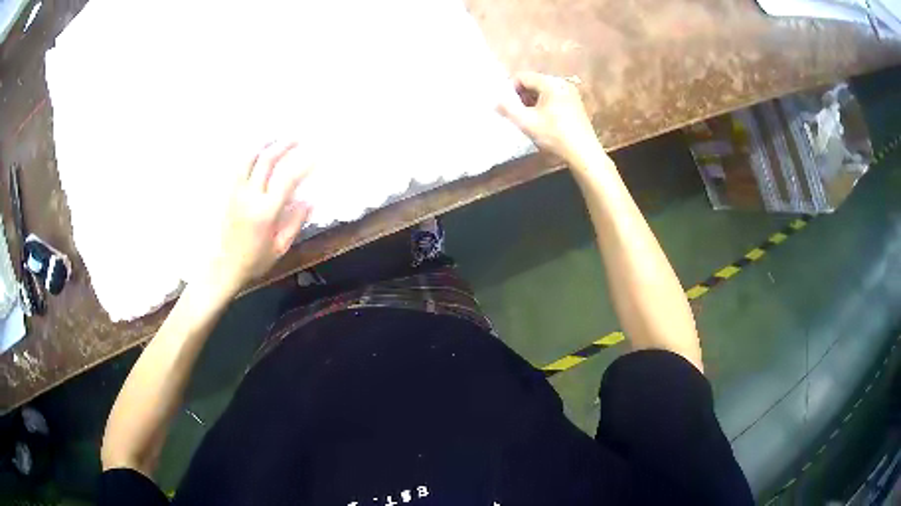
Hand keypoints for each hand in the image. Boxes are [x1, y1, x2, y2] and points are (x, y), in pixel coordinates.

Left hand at [204, 141, 313, 296]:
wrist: (223, 267)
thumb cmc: (254, 261)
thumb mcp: (280, 247)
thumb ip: (295, 222)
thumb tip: (309, 200)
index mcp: (265, 212)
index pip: (287, 179)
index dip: (304, 164)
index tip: (316, 155)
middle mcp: (249, 196)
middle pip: (267, 160)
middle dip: (285, 145)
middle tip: (299, 137)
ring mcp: (236, 192)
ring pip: (249, 157)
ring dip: (264, 143)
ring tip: (277, 136)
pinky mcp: (228, 193)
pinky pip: (238, 166)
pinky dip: (249, 153)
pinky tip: (257, 149)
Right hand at [497, 72, 605, 167]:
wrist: (584, 153)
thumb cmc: (555, 136)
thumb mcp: (527, 122)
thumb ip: (507, 109)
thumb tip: (495, 101)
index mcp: (550, 83)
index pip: (522, 77)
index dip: (510, 89)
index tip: (506, 106)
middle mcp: (562, 83)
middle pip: (533, 82)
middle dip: (521, 96)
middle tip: (516, 113)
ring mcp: (571, 93)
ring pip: (542, 91)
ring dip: (531, 102)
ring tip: (528, 119)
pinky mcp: (575, 104)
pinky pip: (553, 98)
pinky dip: (543, 106)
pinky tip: (542, 121)